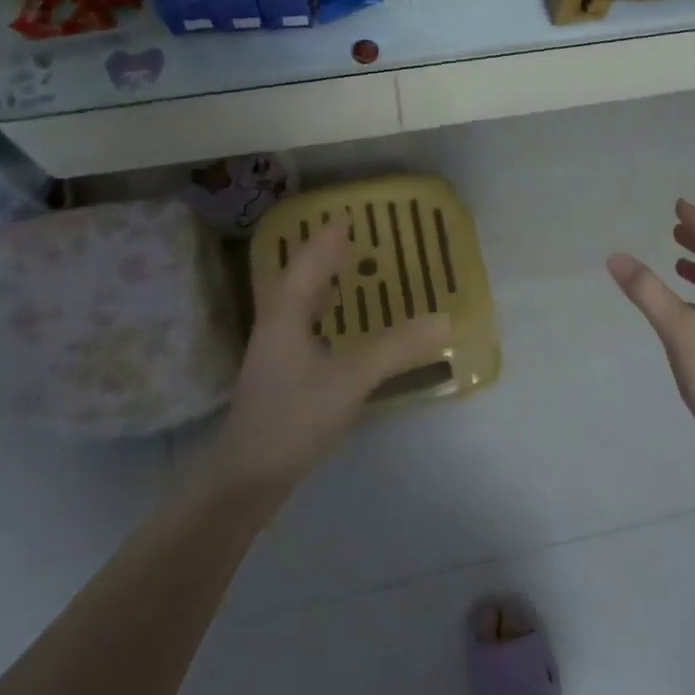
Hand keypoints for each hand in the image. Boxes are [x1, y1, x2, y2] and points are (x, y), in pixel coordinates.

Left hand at [214, 220, 449, 489]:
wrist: (248, 476)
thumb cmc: (294, 417)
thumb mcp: (351, 379)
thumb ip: (397, 348)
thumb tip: (445, 320)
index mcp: (286, 314)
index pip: (307, 263)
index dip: (326, 240)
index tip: (348, 218)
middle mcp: (276, 325)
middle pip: (297, 278)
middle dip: (321, 256)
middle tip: (352, 240)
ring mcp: (274, 352)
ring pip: (296, 303)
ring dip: (319, 282)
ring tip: (345, 272)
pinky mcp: (280, 376)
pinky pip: (302, 326)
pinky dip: (320, 313)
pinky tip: (335, 327)